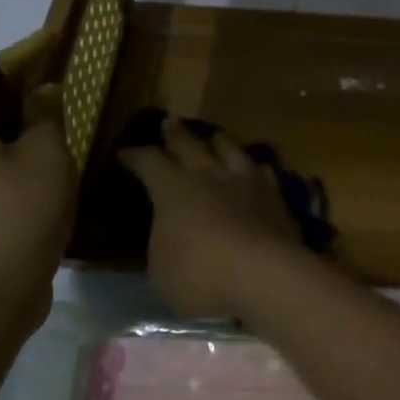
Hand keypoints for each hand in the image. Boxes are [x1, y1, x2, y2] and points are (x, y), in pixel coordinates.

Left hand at [0, 32, 76, 300]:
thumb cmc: (18, 215)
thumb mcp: (46, 157)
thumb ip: (47, 116)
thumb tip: (44, 93)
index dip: (25, 54)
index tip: (54, 38)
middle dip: (25, 91)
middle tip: (63, 78)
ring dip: (26, 129)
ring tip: (63, 118)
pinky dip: (23, 158)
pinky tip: (53, 163)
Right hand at [120, 118, 311, 319]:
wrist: (265, 275)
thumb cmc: (201, 276)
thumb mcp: (161, 269)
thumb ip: (161, 243)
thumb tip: (165, 233)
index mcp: (173, 188)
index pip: (148, 161)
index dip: (134, 156)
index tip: (124, 153)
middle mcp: (209, 174)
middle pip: (190, 144)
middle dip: (175, 133)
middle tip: (169, 123)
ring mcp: (246, 180)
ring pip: (230, 148)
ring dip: (219, 141)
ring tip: (215, 136)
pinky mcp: (275, 195)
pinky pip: (262, 171)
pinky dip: (254, 168)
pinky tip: (256, 169)